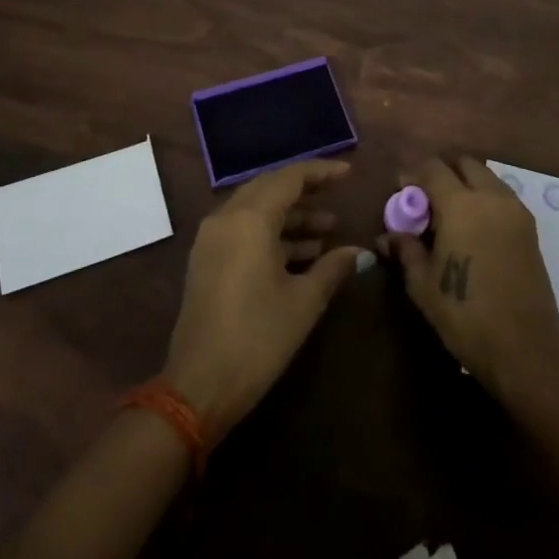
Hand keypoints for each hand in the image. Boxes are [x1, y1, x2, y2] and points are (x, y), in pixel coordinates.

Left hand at [163, 159, 363, 438]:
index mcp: (250, 219)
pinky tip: (301, 254)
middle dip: (305, 191)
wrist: (199, 387)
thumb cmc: (257, 338)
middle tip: (337, 195)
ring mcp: (212, 239)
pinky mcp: (207, 261)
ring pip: (256, 210)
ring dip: (291, 217)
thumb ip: (333, 268)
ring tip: (328, 232)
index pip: (289, 178)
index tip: (348, 173)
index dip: (321, 172)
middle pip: (270, 188)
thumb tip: (360, 252)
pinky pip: (243, 230)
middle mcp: (226, 218)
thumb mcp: (304, 301)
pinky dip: (272, 234)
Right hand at [381, 156, 558, 396]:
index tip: (401, 190)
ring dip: (466, 185)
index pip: (433, 168)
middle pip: (464, 164)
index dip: (413, 174)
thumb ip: (406, 251)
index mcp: (461, 204)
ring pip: (486, 178)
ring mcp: (515, 210)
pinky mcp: (530, 228)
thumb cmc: (465, 313)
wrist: (525, 346)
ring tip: (450, 215)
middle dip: (443, 173)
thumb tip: (387, 236)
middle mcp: (490, 197)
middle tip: (427, 200)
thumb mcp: (423, 285)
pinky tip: (473, 229)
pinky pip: (502, 197)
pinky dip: (485, 200)